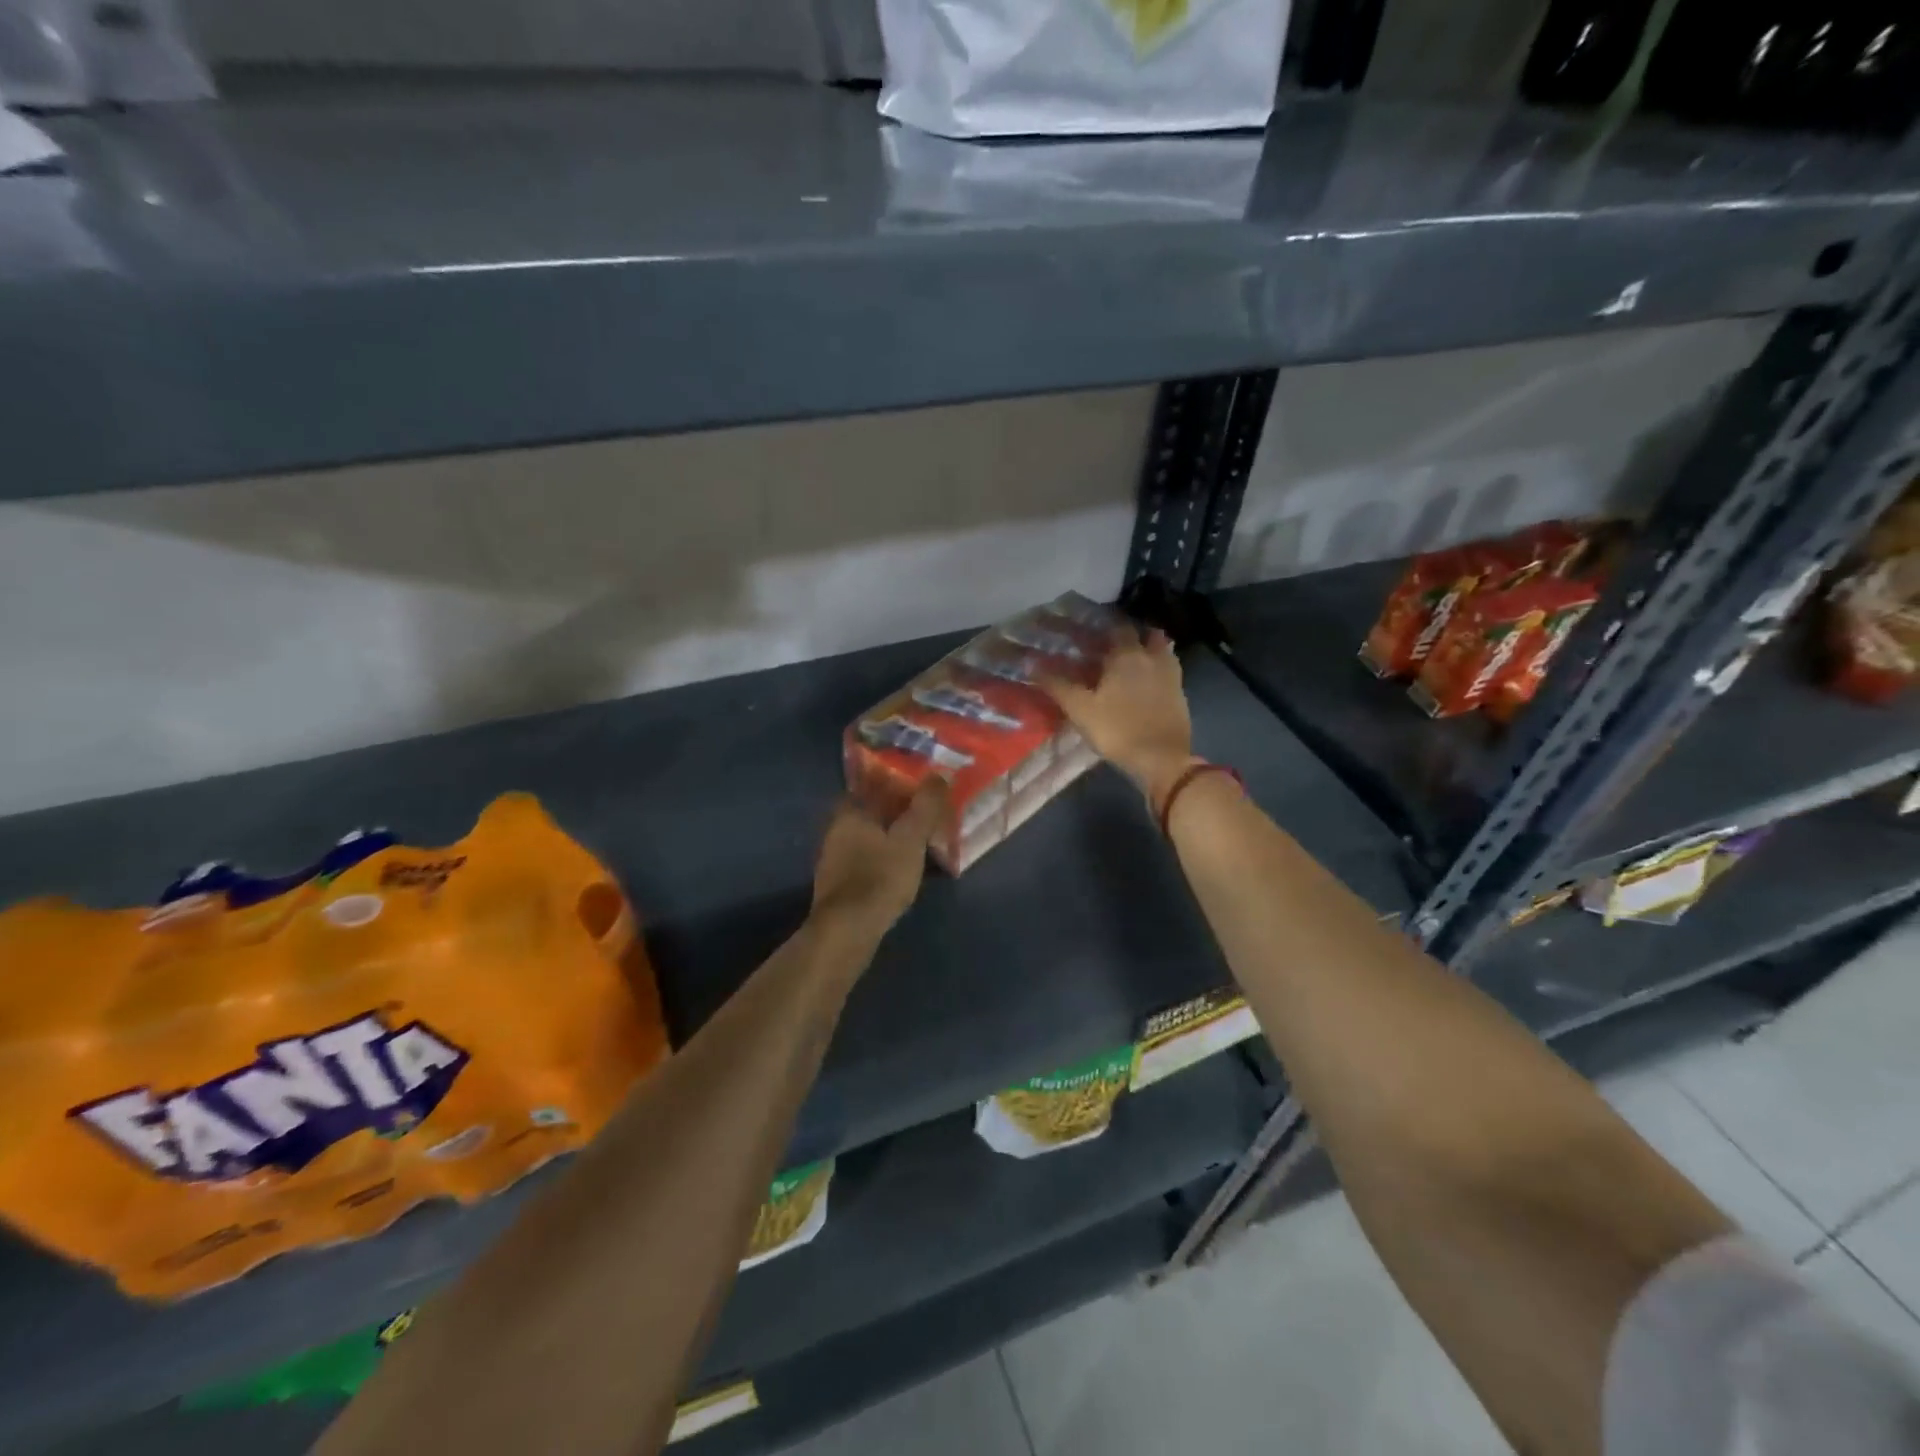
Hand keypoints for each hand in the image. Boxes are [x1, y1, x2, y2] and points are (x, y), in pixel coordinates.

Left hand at [810, 781, 947, 937]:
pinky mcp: (838, 881)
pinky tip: (901, 870)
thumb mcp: (911, 838)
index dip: (903, 785)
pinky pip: (866, 858)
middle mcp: (836, 827)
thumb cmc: (880, 876)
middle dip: (900, 813)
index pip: (877, 783)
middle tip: (929, 820)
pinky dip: (884, 858)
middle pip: (874, 810)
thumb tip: (940, 774)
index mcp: (851, 810)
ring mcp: (834, 856)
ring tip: (921, 846)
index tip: (927, 793)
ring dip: (893, 837)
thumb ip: (925, 805)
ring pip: (870, 836)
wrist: (847, 930)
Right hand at [1042, 625, 1195, 802]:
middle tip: (1111, 644)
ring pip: (1161, 650)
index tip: (1091, 629)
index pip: (1117, 627)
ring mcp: (1171, 675)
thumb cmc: (1117, 730)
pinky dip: (1157, 669)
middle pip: (1144, 634)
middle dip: (1129, 635)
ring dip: (1148, 648)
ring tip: (1131, 660)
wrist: (1162, 759)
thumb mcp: (1080, 709)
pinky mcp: (1180, 694)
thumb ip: (1057, 684)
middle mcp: (1152, 657)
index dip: (1104, 626)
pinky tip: (1145, 682)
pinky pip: (1168, 670)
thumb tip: (1030, 662)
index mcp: (1127, 655)